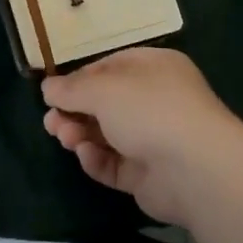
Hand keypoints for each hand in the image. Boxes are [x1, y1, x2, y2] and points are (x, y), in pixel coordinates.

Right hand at [42, 49, 241, 227]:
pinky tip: (86, 155)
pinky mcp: (148, 175)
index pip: (109, 68)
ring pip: (106, 135)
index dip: (79, 79)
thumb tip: (48, 88)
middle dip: (74, 111)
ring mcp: (154, 140)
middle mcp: (156, 101)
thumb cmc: (149, 111)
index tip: (53, 92)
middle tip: (51, 122)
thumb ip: (71, 89)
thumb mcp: (102, 89)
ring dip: (80, 134)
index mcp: (153, 69)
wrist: (195, 169)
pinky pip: (114, 164)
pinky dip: (97, 160)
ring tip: (64, 137)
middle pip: (105, 104)